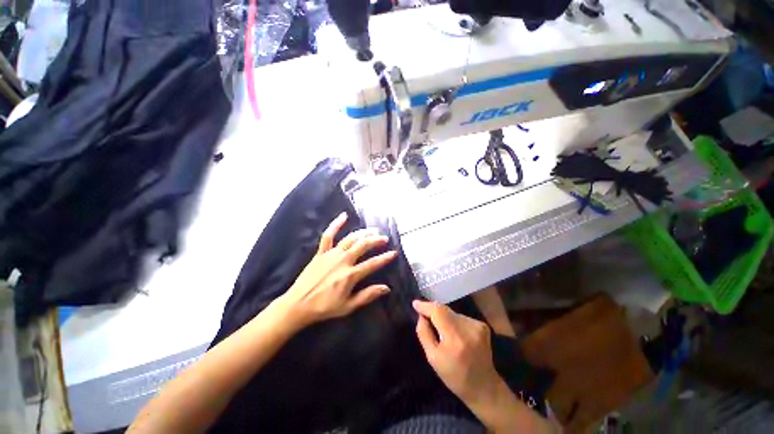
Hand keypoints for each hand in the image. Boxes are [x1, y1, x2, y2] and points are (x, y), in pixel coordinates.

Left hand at [277, 212, 396, 328]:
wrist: (298, 305)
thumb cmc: (324, 307)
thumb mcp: (348, 306)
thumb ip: (367, 295)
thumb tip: (386, 288)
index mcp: (350, 275)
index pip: (372, 264)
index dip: (385, 258)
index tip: (394, 252)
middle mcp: (343, 261)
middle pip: (363, 246)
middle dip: (376, 241)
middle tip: (384, 238)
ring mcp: (331, 254)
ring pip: (350, 239)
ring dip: (363, 233)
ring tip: (373, 230)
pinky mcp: (321, 252)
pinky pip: (328, 235)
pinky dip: (336, 224)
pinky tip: (344, 216)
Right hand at [413, 300, 502, 404]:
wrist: (484, 387)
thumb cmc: (454, 376)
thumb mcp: (432, 358)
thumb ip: (424, 333)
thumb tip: (421, 315)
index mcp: (455, 338)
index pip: (438, 311)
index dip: (426, 306)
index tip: (415, 304)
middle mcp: (468, 328)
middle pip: (445, 310)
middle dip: (433, 311)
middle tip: (424, 316)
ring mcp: (477, 326)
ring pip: (453, 313)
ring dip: (444, 317)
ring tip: (441, 330)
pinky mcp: (483, 326)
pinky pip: (461, 317)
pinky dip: (454, 321)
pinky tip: (455, 334)